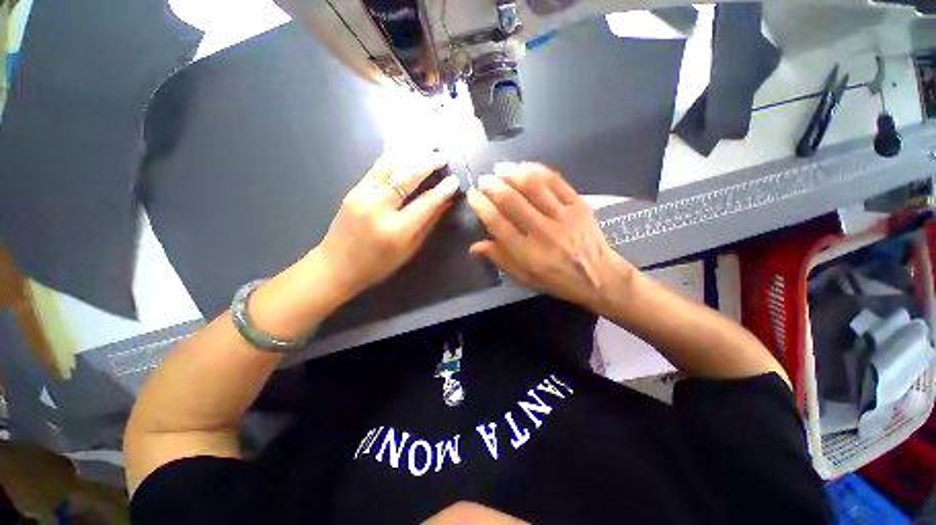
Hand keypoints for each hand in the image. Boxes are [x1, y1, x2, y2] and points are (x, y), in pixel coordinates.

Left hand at [315, 149, 460, 296]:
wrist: (337, 266)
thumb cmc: (379, 264)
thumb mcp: (409, 249)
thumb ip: (428, 223)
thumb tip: (445, 202)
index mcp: (396, 230)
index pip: (426, 203)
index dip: (442, 190)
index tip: (455, 181)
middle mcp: (378, 208)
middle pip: (407, 177)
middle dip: (427, 163)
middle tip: (442, 156)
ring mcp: (362, 195)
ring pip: (390, 166)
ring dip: (411, 154)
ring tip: (426, 146)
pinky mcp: (353, 189)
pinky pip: (376, 168)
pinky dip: (393, 157)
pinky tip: (405, 150)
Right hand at [466, 162, 632, 309]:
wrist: (597, 276)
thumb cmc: (555, 280)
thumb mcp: (523, 278)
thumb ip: (499, 259)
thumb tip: (474, 246)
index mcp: (527, 252)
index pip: (497, 222)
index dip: (481, 205)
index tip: (472, 195)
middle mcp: (542, 232)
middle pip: (512, 200)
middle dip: (492, 185)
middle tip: (483, 179)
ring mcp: (562, 216)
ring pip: (532, 186)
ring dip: (512, 173)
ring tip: (500, 168)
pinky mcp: (578, 205)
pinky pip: (555, 181)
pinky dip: (537, 170)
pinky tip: (524, 167)